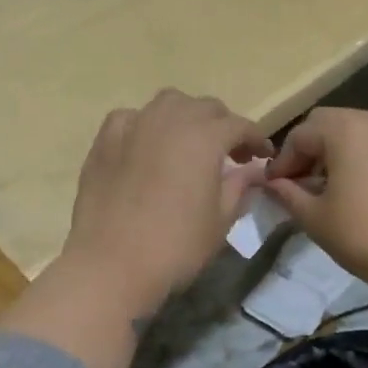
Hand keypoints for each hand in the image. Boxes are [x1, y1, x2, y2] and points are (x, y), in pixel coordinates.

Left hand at [58, 89, 272, 316]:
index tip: (263, 156)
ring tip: (188, 144)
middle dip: (223, 125)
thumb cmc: (176, 246)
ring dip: (186, 116)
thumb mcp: (220, 220)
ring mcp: (134, 125)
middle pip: (205, 108)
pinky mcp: (104, 140)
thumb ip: (239, 187)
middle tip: (230, 154)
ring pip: (168, 103)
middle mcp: (170, 119)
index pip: (239, 125)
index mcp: (205, 137)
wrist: (110, 264)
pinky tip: (146, 146)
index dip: (256, 139)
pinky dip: (145, 125)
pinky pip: (131, 118)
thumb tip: (252, 170)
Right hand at [263, 108, 367, 292]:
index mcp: (344, 129)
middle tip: (303, 183)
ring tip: (336, 185)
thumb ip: (287, 193)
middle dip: (311, 149)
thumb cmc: (363, 236)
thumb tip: (271, 183)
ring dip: (342, 150)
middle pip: (331, 123)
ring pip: (362, 130)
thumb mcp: (314, 218)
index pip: (300, 135)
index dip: (283, 161)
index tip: (276, 187)